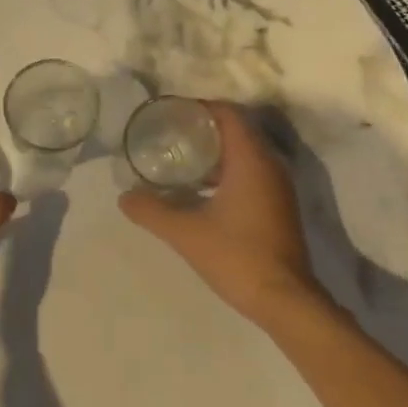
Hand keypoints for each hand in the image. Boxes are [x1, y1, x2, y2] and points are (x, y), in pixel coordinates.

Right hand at [118, 101, 319, 323]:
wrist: (283, 300)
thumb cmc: (236, 256)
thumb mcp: (185, 232)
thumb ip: (151, 211)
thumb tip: (124, 197)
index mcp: (251, 160)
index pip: (228, 114)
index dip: (200, 107)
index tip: (171, 113)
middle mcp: (270, 166)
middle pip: (236, 131)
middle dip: (203, 129)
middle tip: (169, 134)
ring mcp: (278, 188)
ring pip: (244, 154)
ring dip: (214, 153)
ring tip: (179, 160)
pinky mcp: (278, 207)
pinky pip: (250, 174)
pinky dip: (226, 172)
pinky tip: (200, 191)